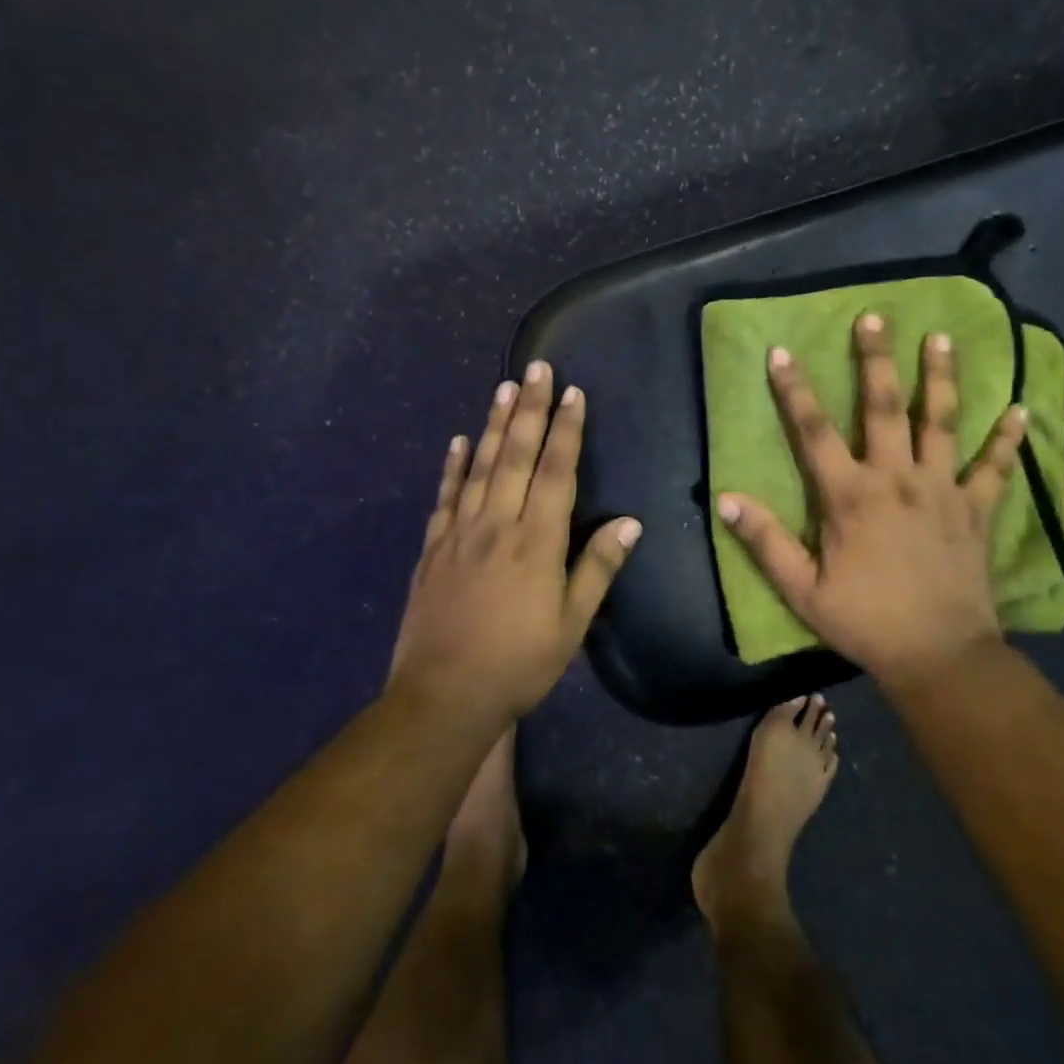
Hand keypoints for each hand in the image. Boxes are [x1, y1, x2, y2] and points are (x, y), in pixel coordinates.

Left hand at [391, 362, 641, 721]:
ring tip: (504, 387)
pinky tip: (458, 441)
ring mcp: (460, 532)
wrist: (443, 695)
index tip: (572, 393)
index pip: (556, 472)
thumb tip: (630, 523)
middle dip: (529, 408)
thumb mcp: (571, 625)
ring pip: (480, 466)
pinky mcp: (433, 548)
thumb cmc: (519, 663)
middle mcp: (497, 524)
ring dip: (493, 424)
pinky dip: (452, 466)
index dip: (566, 430)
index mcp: (536, 541)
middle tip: (537, 367)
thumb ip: (597, 569)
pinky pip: (445, 497)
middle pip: (515, 455)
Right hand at [716, 312, 1027, 691]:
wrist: (939, 656)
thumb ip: (764, 541)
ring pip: (941, 422)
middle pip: (884, 407)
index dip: (796, 391)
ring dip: (941, 378)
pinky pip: (995, 468)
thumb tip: (725, 498)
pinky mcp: (976, 510)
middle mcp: (897, 479)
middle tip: (875, 316)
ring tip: (942, 337)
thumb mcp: (802, 589)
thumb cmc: (864, 621)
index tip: (783, 352)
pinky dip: (1008, 439)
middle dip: (876, 359)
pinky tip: (1021, 409)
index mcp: (850, 496)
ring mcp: (942, 490)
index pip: (815, 432)